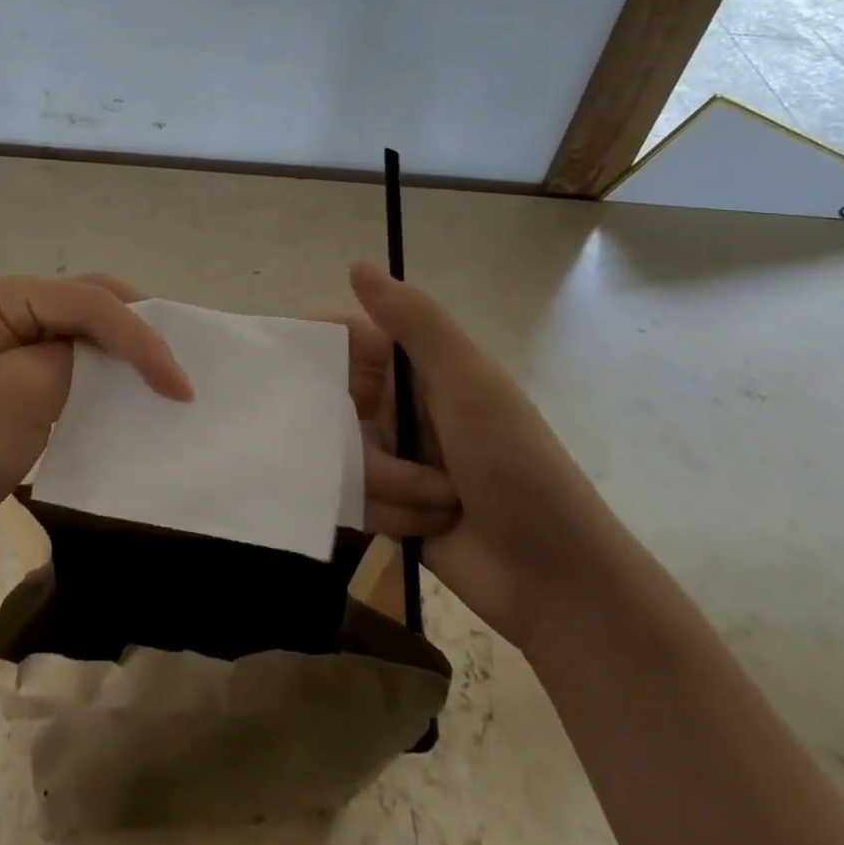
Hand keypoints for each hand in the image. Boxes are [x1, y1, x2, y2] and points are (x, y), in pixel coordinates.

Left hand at [0, 274, 190, 581]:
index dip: (140, 336)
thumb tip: (98, 355)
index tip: (179, 386)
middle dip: (133, 330)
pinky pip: (58, 373)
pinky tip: (116, 403)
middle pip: (82, 306)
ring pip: (74, 338)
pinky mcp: (0, 391)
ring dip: (117, 356)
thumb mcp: (22, 397)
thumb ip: (74, 359)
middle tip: (176, 367)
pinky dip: (93, 383)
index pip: (86, 301)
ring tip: (158, 381)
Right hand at [348, 261, 627, 649]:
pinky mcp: (384, 507)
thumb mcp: (468, 383)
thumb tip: (355, 264)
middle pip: (335, 404)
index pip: (347, 341)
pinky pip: (351, 497)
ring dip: (387, 482)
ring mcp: (391, 458)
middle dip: (363, 439)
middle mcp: (399, 406)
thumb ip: (413, 322)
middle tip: (394, 457)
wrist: (555, 580)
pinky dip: (388, 513)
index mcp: (420, 367)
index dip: (318, 352)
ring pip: (340, 455)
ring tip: (436, 500)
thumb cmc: (514, 465)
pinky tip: (426, 528)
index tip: (288, 372)